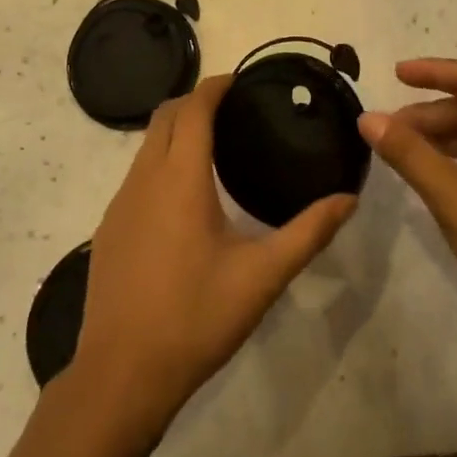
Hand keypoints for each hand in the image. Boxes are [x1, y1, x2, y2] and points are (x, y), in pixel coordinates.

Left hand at [73, 75, 356, 431]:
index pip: (193, 108)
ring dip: (175, 131)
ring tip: (214, 147)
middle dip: (194, 102)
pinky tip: (183, 198)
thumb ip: (308, 233)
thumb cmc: (195, 317)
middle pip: (164, 116)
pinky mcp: (108, 228)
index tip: (241, 81)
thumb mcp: (262, 277)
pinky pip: (136, 175)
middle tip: (233, 110)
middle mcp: (144, 178)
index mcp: (180, 177)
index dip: (215, 86)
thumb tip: (348, 199)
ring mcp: (119, 203)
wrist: (121, 375)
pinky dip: (160, 162)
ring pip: (146, 145)